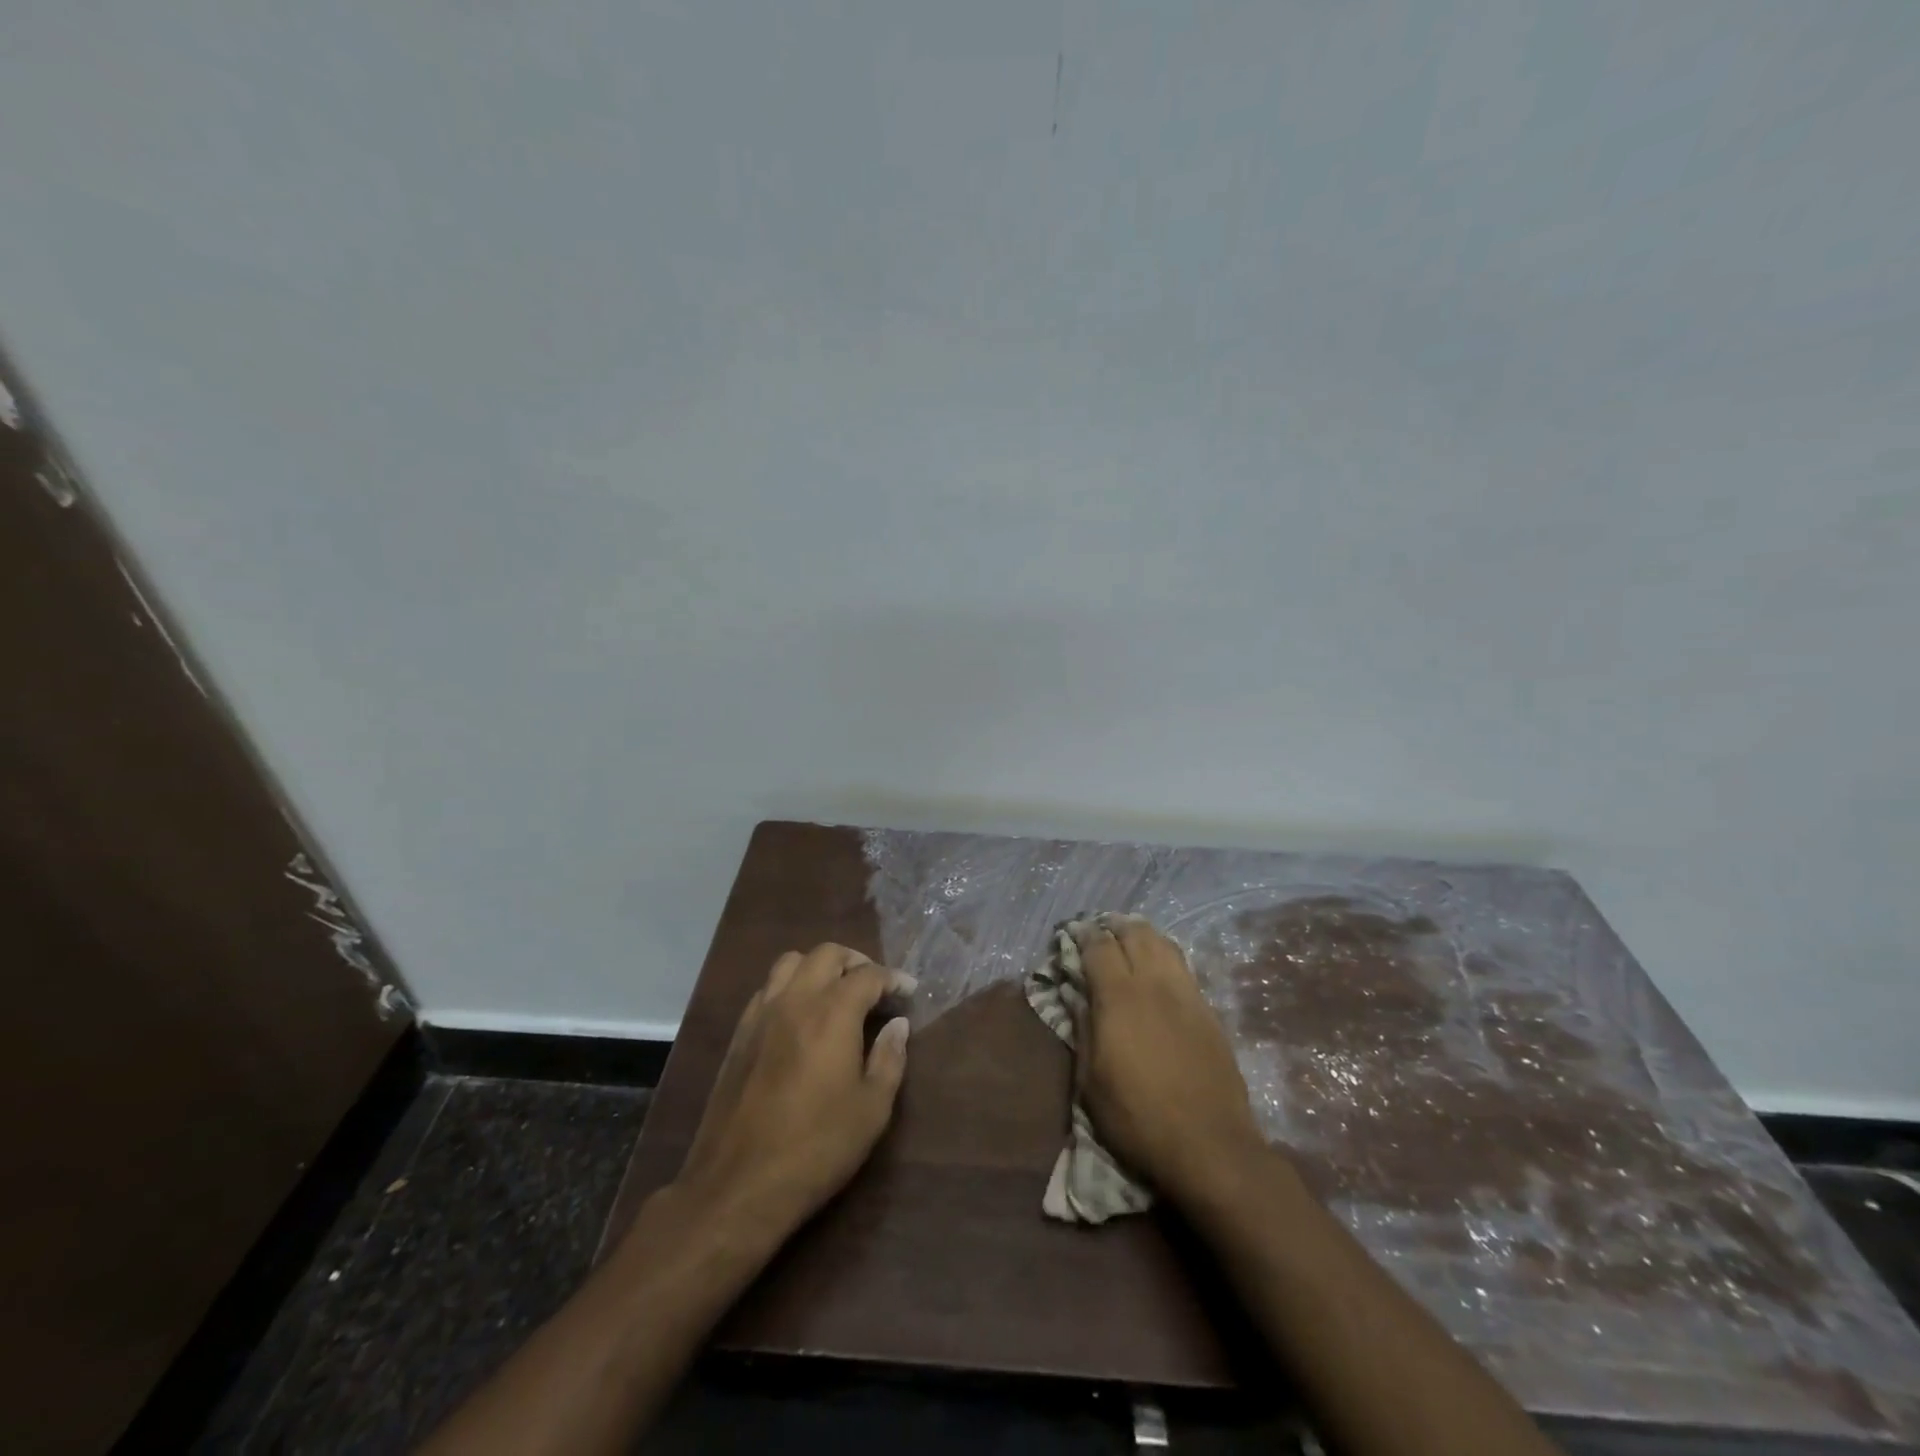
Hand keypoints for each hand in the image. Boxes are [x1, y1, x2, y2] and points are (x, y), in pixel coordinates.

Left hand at [673, 943, 911, 1236]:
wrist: (738, 1185)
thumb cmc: (816, 1148)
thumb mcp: (871, 1110)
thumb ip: (889, 1059)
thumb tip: (898, 1025)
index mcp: (832, 1013)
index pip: (868, 975)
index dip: (893, 978)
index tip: (908, 992)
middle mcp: (795, 1000)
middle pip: (826, 953)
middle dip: (856, 961)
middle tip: (874, 986)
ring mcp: (761, 1014)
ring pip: (790, 962)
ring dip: (818, 967)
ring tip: (836, 992)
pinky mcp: (739, 1034)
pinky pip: (767, 988)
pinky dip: (790, 986)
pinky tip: (800, 1016)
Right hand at [1075, 920, 1264, 1203]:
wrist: (1210, 1146)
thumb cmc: (1137, 1119)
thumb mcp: (1091, 1082)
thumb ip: (1082, 1029)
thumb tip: (1075, 994)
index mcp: (1119, 998)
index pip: (1098, 947)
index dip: (1082, 935)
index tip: (1071, 935)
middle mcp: (1153, 984)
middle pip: (1133, 934)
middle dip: (1112, 927)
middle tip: (1098, 933)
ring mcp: (1186, 994)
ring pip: (1162, 943)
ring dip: (1141, 934)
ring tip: (1128, 940)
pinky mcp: (1208, 1010)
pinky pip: (1182, 965)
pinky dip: (1164, 953)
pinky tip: (1158, 965)